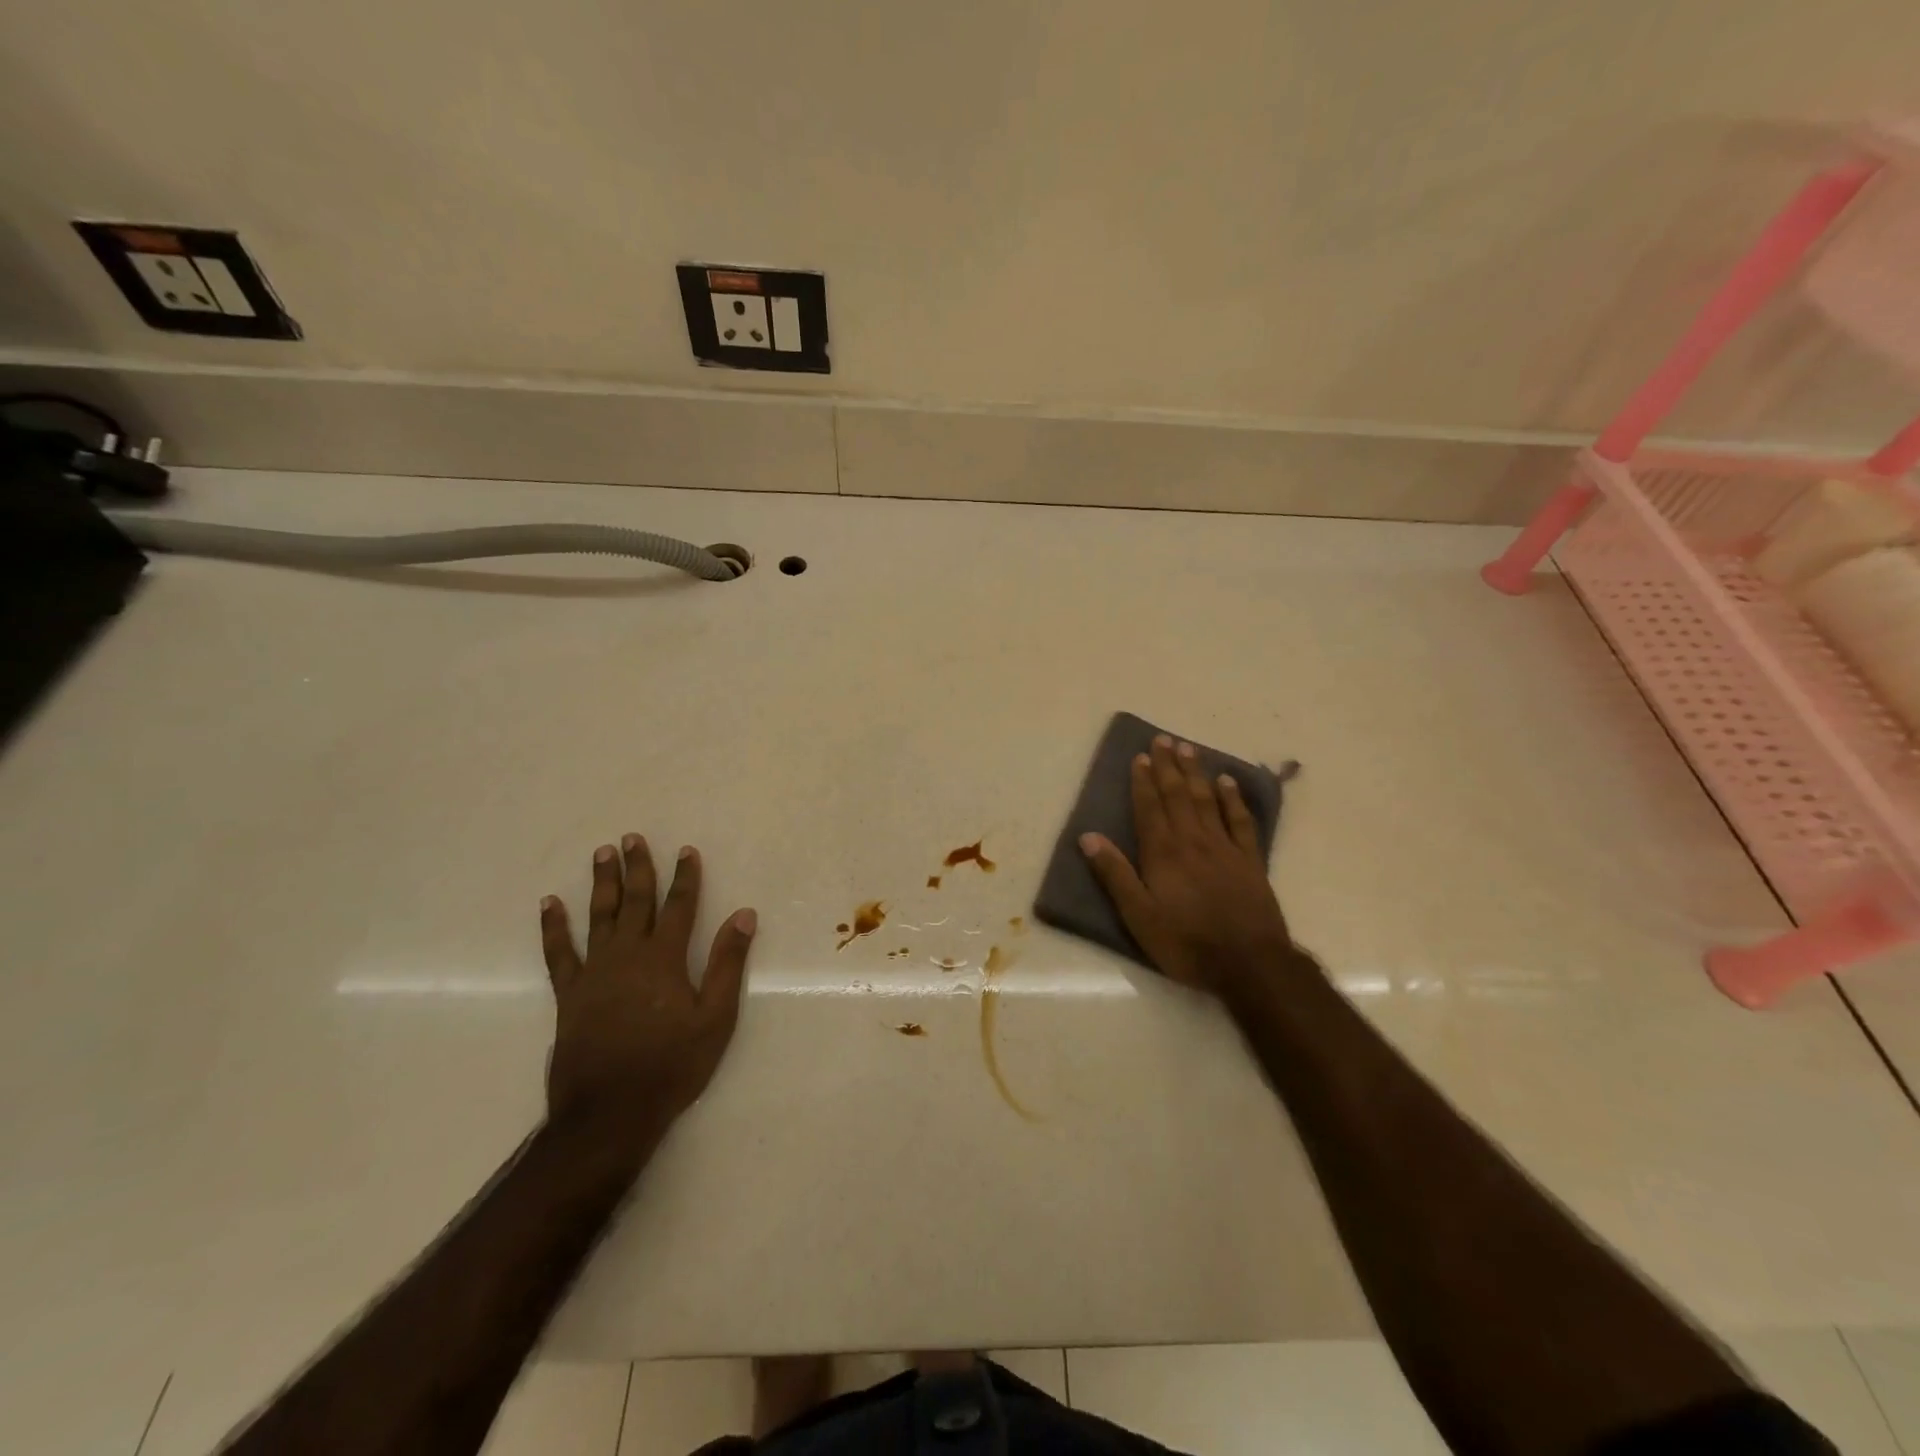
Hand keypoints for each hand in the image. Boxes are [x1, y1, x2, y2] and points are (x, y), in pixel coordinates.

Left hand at [539, 835, 755, 1145]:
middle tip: (632, 838)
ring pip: (599, 917)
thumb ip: (727, 963)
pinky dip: (553, 927)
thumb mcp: (716, 1018)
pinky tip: (549, 904)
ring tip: (602, 854)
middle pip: (635, 902)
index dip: (685, 877)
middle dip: (638, 868)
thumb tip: (743, 915)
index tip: (686, 850)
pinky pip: (559, 953)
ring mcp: (594, 972)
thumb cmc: (671, 1065)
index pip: (679, 906)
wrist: (609, 1112)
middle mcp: (628, 955)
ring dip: (602, 884)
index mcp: (665, 959)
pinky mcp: (570, 994)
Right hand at [1080, 735, 1295, 1000]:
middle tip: (1163, 740)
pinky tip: (1227, 782)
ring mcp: (1225, 847)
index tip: (1140, 756)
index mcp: (1163, 853)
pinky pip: (1240, 820)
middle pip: (1178, 795)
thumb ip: (1115, 875)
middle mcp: (1193, 840)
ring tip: (1188, 748)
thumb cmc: (1186, 943)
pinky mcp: (1250, 860)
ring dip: (1196, 773)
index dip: (1143, 781)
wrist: (1250, 964)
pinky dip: (1233, 798)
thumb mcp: (1139, 916)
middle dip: (1168, 766)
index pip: (1150, 807)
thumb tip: (1088, 837)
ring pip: (1207, 800)